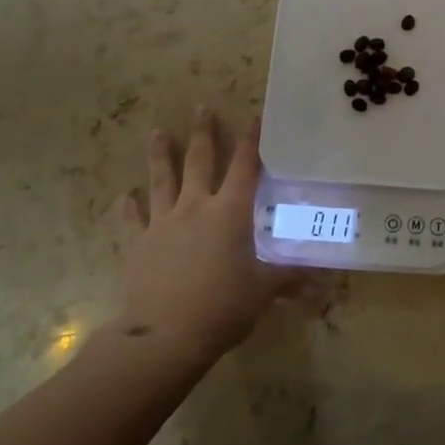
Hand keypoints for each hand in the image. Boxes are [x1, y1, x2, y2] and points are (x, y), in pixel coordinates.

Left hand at [107, 107, 297, 361]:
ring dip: (161, 156)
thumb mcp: (264, 291)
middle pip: (200, 161)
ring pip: (162, 181)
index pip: (246, 167)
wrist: (165, 336)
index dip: (252, 141)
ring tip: (157, 132)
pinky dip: (128, 208)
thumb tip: (321, 279)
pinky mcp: (138, 245)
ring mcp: (163, 223)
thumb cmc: (223, 306)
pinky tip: (124, 197)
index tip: (254, 116)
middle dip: (204, 133)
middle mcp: (196, 207)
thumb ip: (289, 277)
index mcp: (231, 212)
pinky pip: (132, 220)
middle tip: (201, 107)